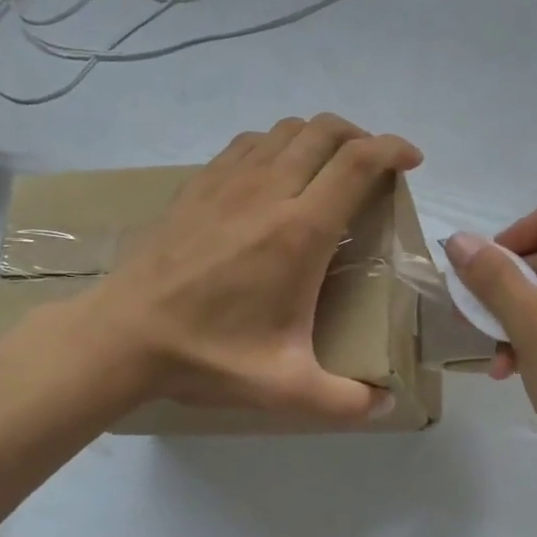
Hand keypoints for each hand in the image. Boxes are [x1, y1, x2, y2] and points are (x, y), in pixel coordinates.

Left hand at [86, 114, 421, 420]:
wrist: (123, 336)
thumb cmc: (208, 355)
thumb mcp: (285, 389)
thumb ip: (345, 402)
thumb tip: (386, 407)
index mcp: (300, 231)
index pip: (359, 162)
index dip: (394, 149)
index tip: (412, 161)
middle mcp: (269, 191)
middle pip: (326, 131)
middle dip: (361, 136)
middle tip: (374, 166)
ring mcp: (228, 181)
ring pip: (286, 130)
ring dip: (318, 137)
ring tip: (329, 167)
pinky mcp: (198, 184)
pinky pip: (248, 143)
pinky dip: (276, 145)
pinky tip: (274, 175)